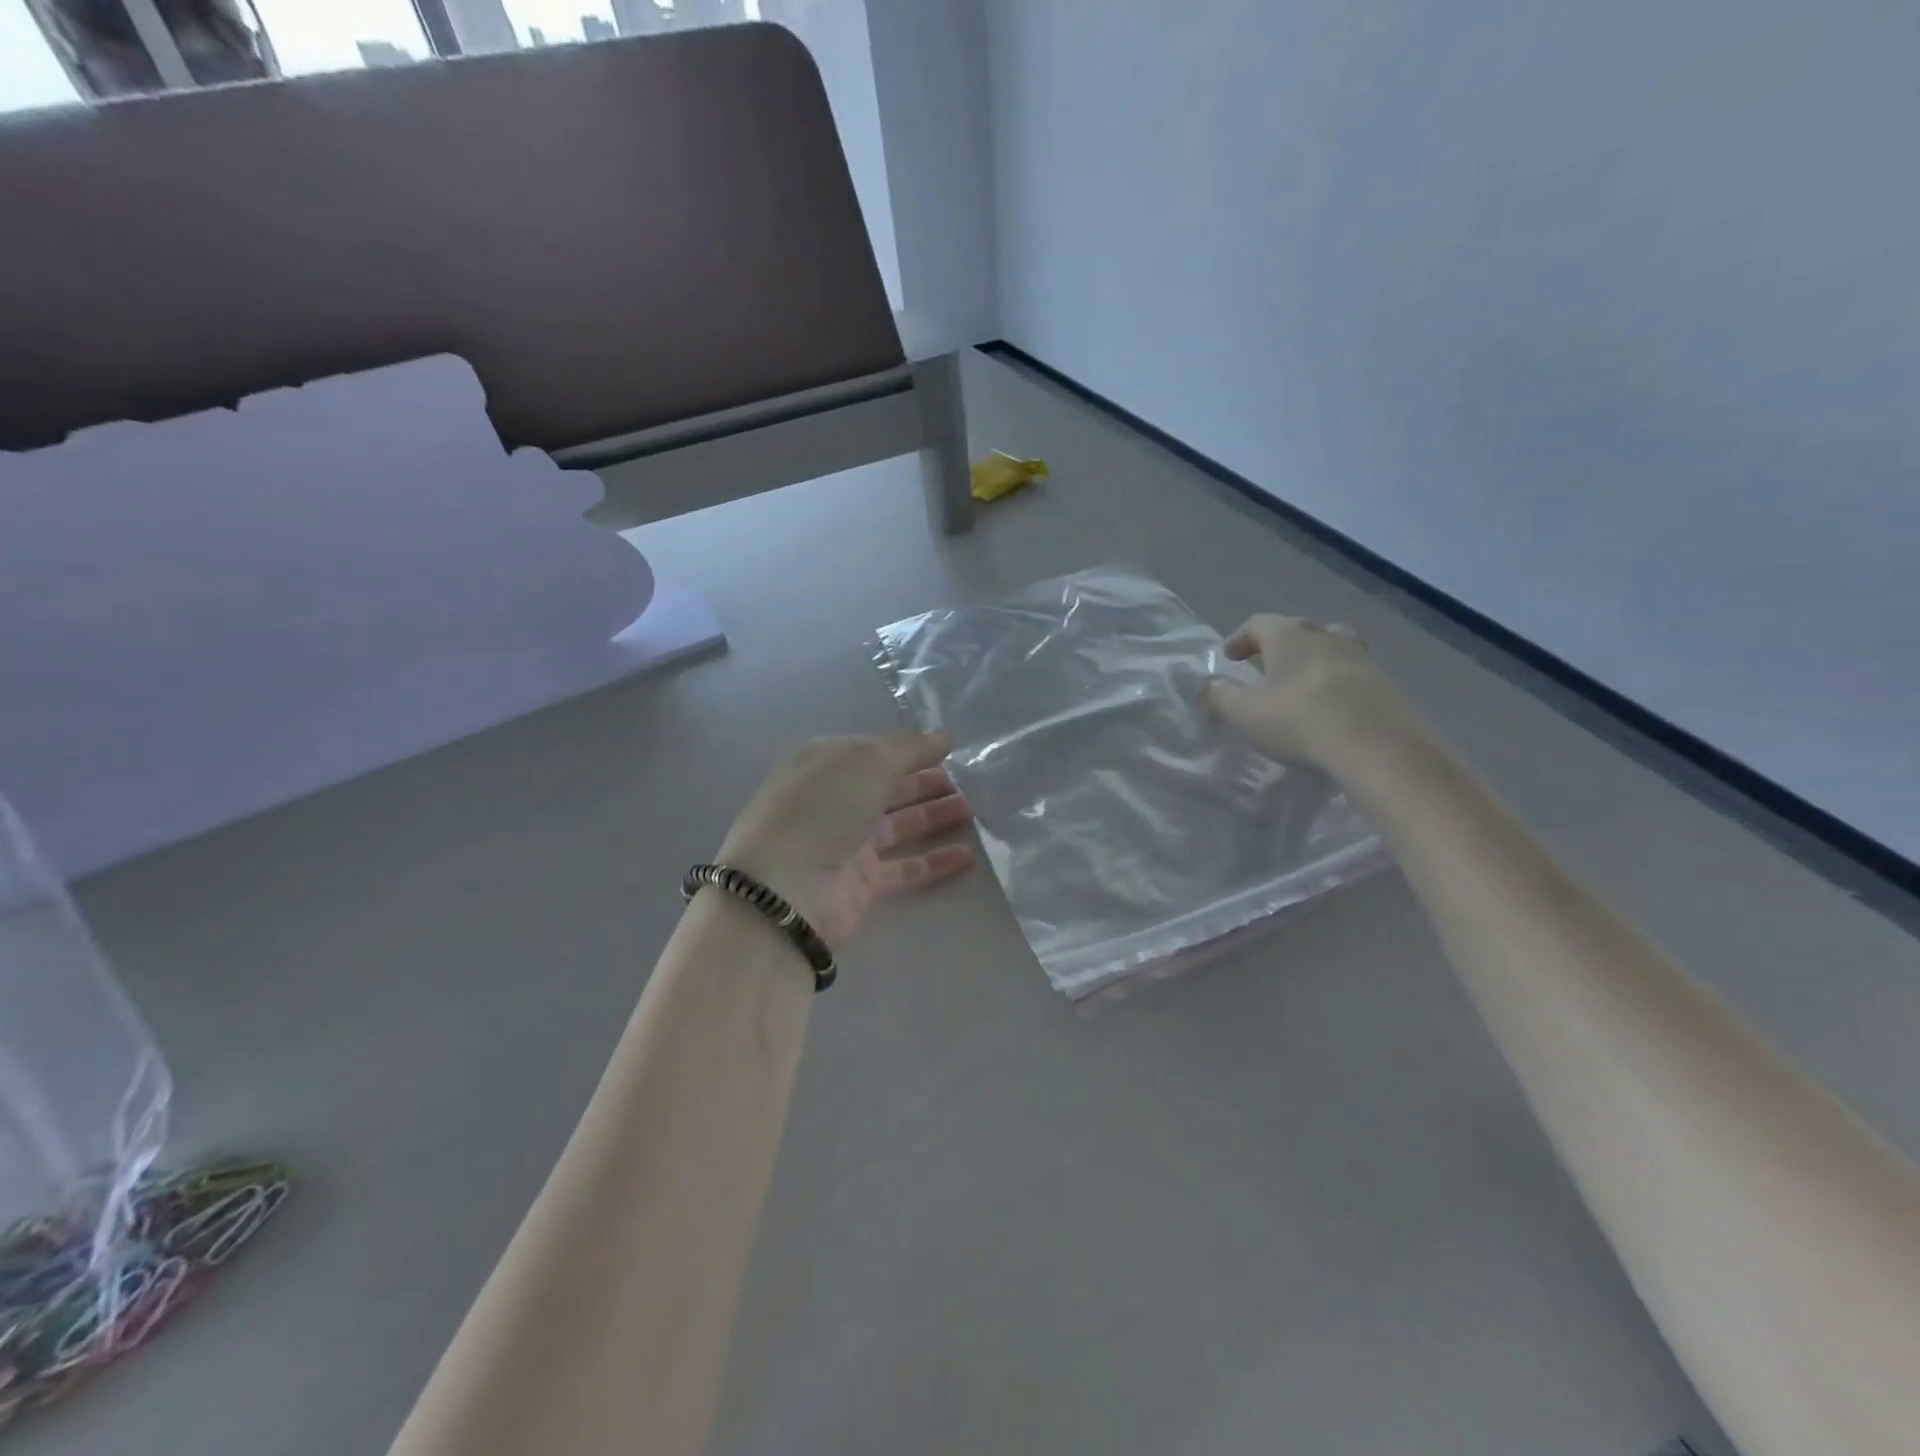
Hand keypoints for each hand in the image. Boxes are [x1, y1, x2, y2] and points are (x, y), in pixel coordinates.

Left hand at [716, 733, 976, 945]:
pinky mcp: (862, 883)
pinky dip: (935, 861)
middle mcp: (835, 800)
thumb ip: (909, 748)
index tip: (950, 749)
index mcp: (826, 764)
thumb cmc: (823, 808)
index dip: (910, 749)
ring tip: (974, 809)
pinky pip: (906, 868)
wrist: (786, 889)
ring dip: (935, 815)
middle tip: (970, 780)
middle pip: (888, 786)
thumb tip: (943, 737)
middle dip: (926, 781)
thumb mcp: (867, 761)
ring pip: (899, 825)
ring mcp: (847, 843)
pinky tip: (968, 856)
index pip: (874, 751)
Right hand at [1203, 614, 1420, 771]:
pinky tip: (1329, 704)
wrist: (1376, 745)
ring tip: (1301, 680)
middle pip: (1298, 629)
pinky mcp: (1383, 682)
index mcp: (1289, 636)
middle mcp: (1325, 636)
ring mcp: (1360, 657)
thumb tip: (1211, 687)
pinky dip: (1335, 681)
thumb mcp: (1245, 713)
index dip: (1240, 638)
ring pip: (1331, 646)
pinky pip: (1351, 672)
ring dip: (1312, 658)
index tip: (1229, 656)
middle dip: (1278, 644)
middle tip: (1264, 664)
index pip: (1259, 623)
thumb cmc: (1299, 719)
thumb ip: (1221, 697)